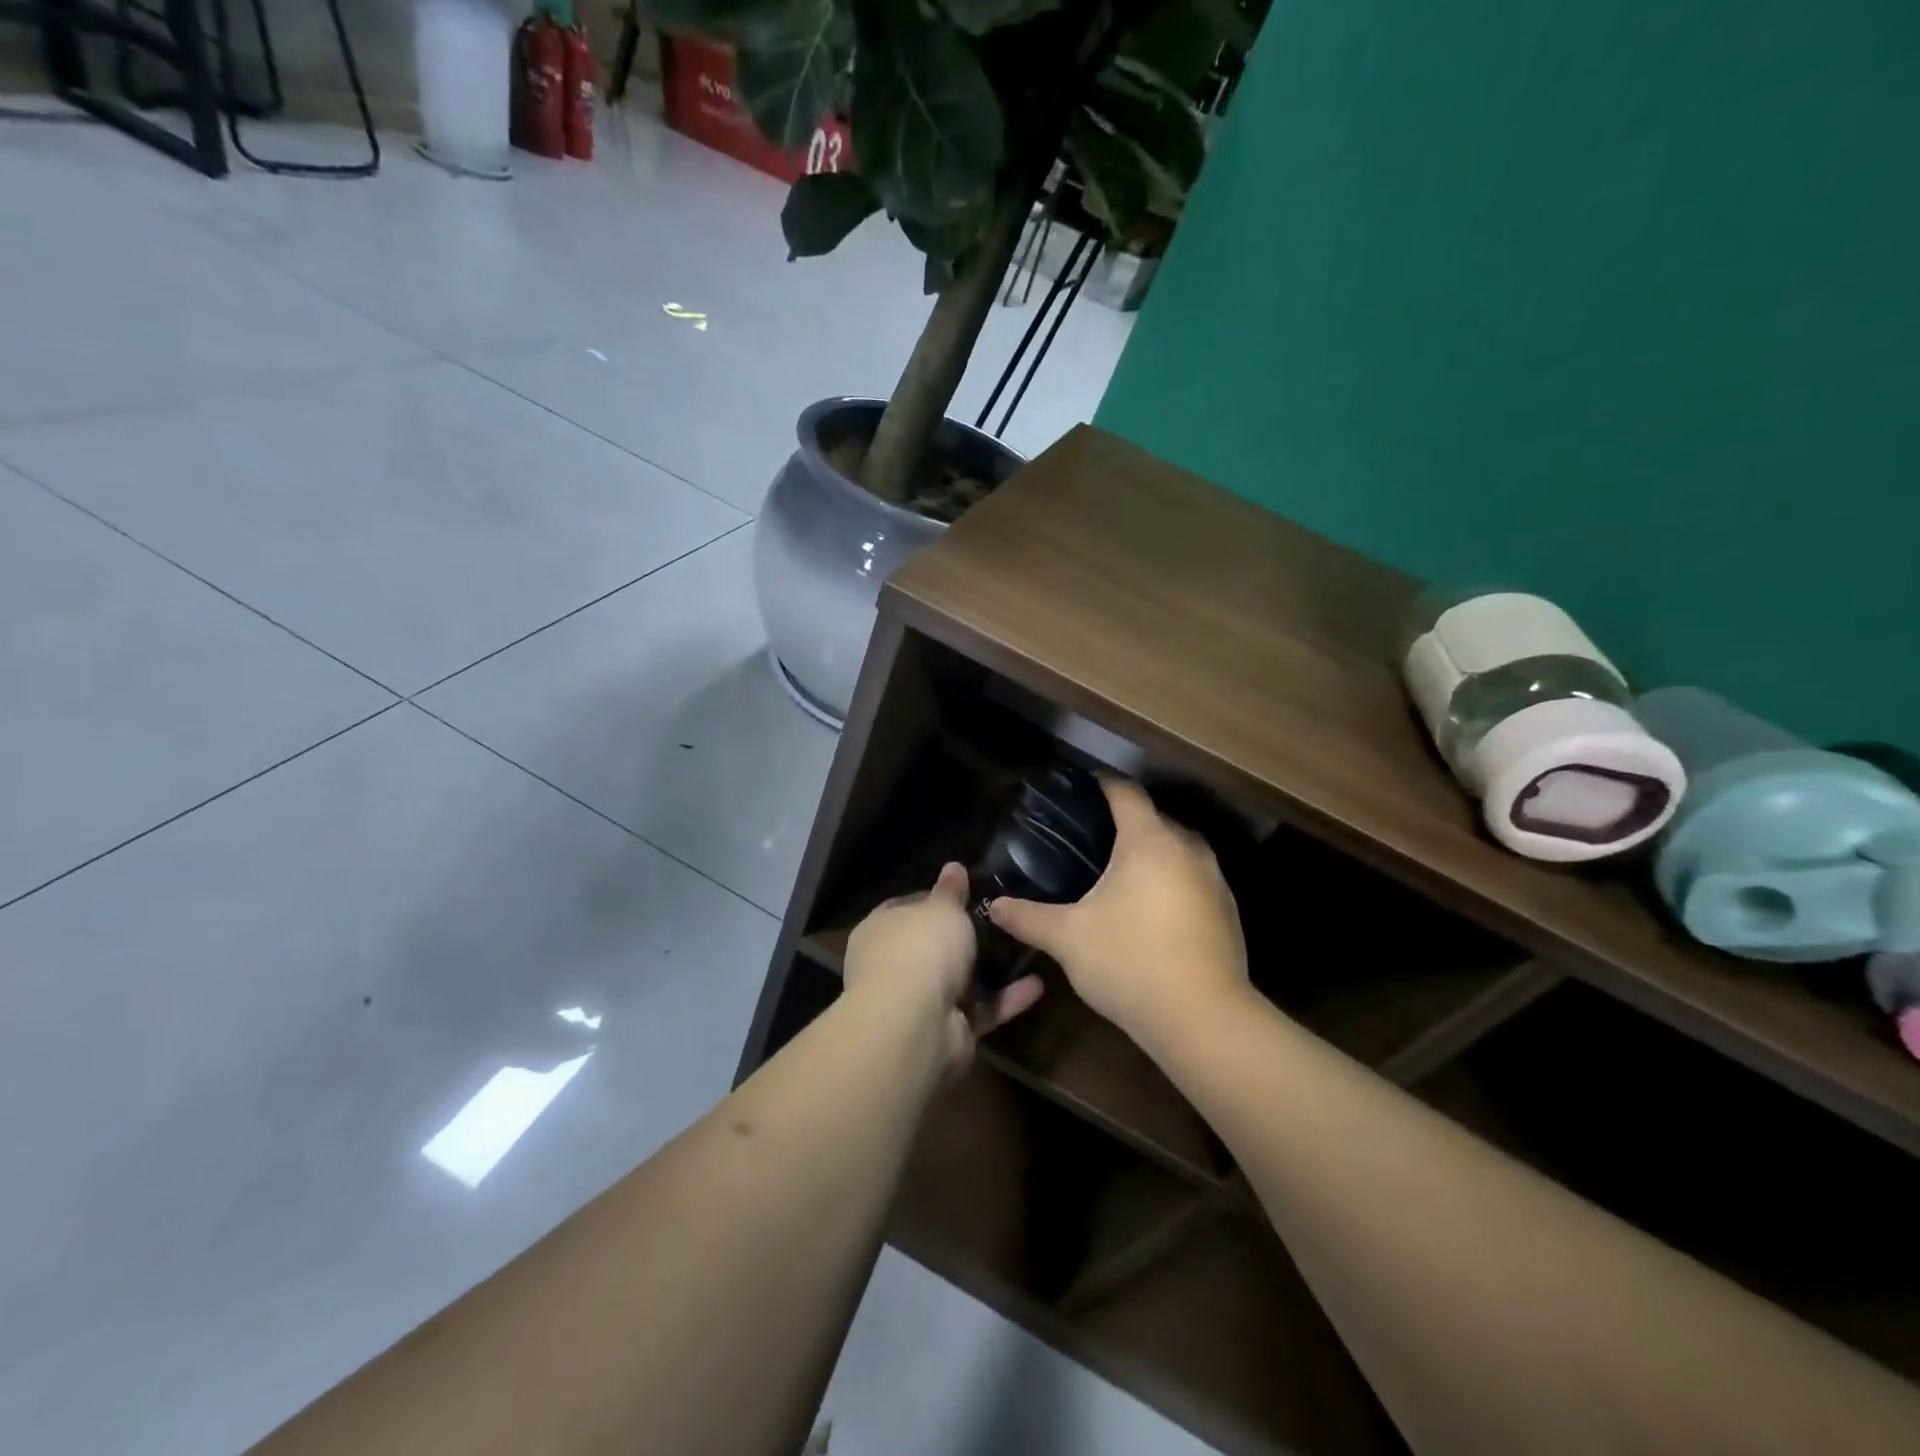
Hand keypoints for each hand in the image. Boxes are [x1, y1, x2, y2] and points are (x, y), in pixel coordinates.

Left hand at [845, 863, 1043, 1071]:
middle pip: (933, 946)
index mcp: (882, 929)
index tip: (967, 892)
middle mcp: (894, 965)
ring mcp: (920, 1002)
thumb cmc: (921, 949)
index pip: (906, 907)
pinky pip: (981, 1009)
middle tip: (1002, 919)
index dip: (935, 898)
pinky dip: (1006, 999)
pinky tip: (1038, 984)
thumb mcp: (942, 908)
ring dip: (989, 969)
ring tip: (1024, 947)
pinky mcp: (948, 1031)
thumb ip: (951, 891)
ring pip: (959, 980)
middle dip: (964, 937)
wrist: (915, 1024)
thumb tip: (953, 867)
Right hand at [988, 780, 1248, 1049]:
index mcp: (1149, 840)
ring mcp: (1215, 881)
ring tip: (1118, 876)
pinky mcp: (1228, 913)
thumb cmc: (1130, 961)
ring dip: (1152, 857)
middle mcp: (1188, 849)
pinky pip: (1194, 882)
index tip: (1079, 791)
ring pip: (1178, 852)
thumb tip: (993, 906)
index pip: (1125, 793)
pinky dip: (1172, 885)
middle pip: (1154, 820)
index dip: (1101, 786)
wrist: (1203, 1019)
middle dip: (1125, 824)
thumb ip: (1028, 917)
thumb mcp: (1067, 938)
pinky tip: (1151, 913)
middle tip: (1089, 841)